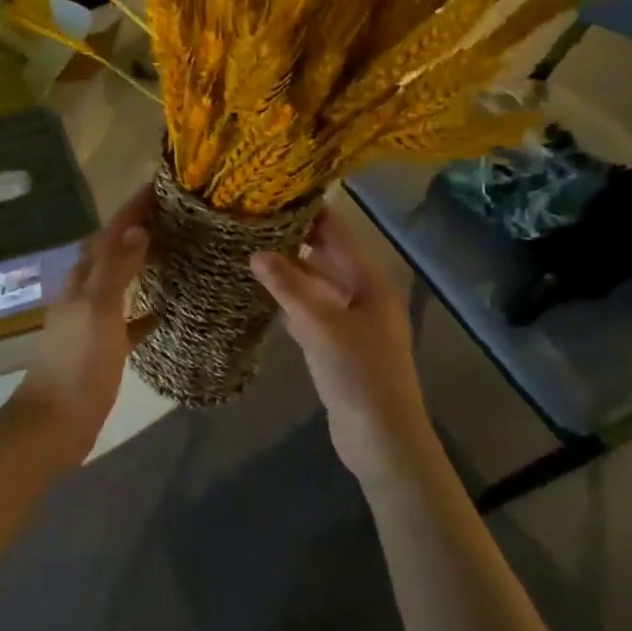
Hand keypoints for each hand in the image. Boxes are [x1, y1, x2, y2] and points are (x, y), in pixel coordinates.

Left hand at [10, 185, 154, 463]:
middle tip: (172, 215)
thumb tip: (137, 229)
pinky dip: (142, 310)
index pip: (110, 232)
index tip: (159, 186)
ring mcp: (90, 321)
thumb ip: (117, 270)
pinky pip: (125, 320)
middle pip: (112, 251)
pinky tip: (164, 311)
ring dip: (140, 264)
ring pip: (118, 282)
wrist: (52, 425)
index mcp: (82, 279)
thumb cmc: (77, 365)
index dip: (132, 209)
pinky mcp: (99, 349)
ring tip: (172, 252)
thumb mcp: (99, 311)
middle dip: (136, 230)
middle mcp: (84, 293)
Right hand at [250, 205, 427, 482]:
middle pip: (326, 252)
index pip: (338, 229)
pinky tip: (261, 290)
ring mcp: (351, 317)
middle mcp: (363, 290)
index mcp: (370, 278)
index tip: (271, 193)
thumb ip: (288, 285)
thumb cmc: (359, 373)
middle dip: (293, 236)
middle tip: (251, 219)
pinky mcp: (338, 341)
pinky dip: (290, 296)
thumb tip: (255, 251)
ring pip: (316, 280)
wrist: (382, 438)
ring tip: (249, 247)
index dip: (308, 209)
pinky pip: (311, 307)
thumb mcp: (320, 324)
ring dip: (289, 267)